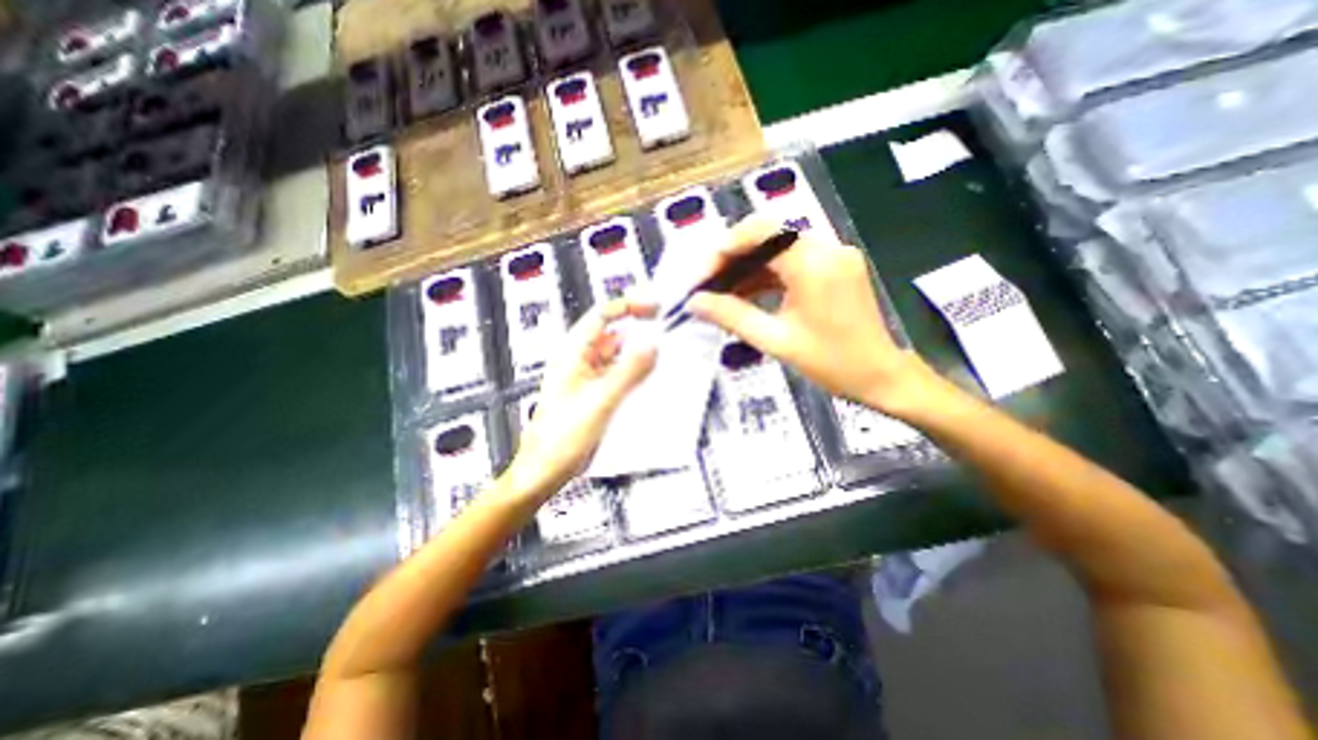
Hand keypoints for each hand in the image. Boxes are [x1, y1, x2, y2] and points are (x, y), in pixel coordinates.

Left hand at [506, 299, 659, 499]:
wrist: (546, 470)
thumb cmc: (560, 437)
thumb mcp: (599, 400)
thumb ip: (628, 372)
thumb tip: (651, 346)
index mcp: (573, 354)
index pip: (602, 316)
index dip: (628, 307)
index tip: (653, 307)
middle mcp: (581, 362)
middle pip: (613, 335)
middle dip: (638, 331)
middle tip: (665, 331)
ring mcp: (590, 379)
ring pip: (619, 357)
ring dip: (639, 355)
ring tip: (664, 355)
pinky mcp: (597, 395)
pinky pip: (620, 377)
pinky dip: (636, 375)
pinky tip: (651, 379)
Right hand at [692, 218, 936, 415]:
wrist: (880, 376)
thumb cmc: (831, 363)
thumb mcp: (775, 340)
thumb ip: (731, 316)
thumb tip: (695, 302)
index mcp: (814, 263)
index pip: (759, 234)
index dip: (724, 249)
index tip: (702, 276)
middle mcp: (826, 248)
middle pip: (767, 237)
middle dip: (732, 258)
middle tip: (707, 284)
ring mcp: (834, 255)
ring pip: (777, 249)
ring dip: (747, 267)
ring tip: (720, 292)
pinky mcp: (835, 266)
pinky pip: (792, 261)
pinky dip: (767, 274)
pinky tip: (746, 293)